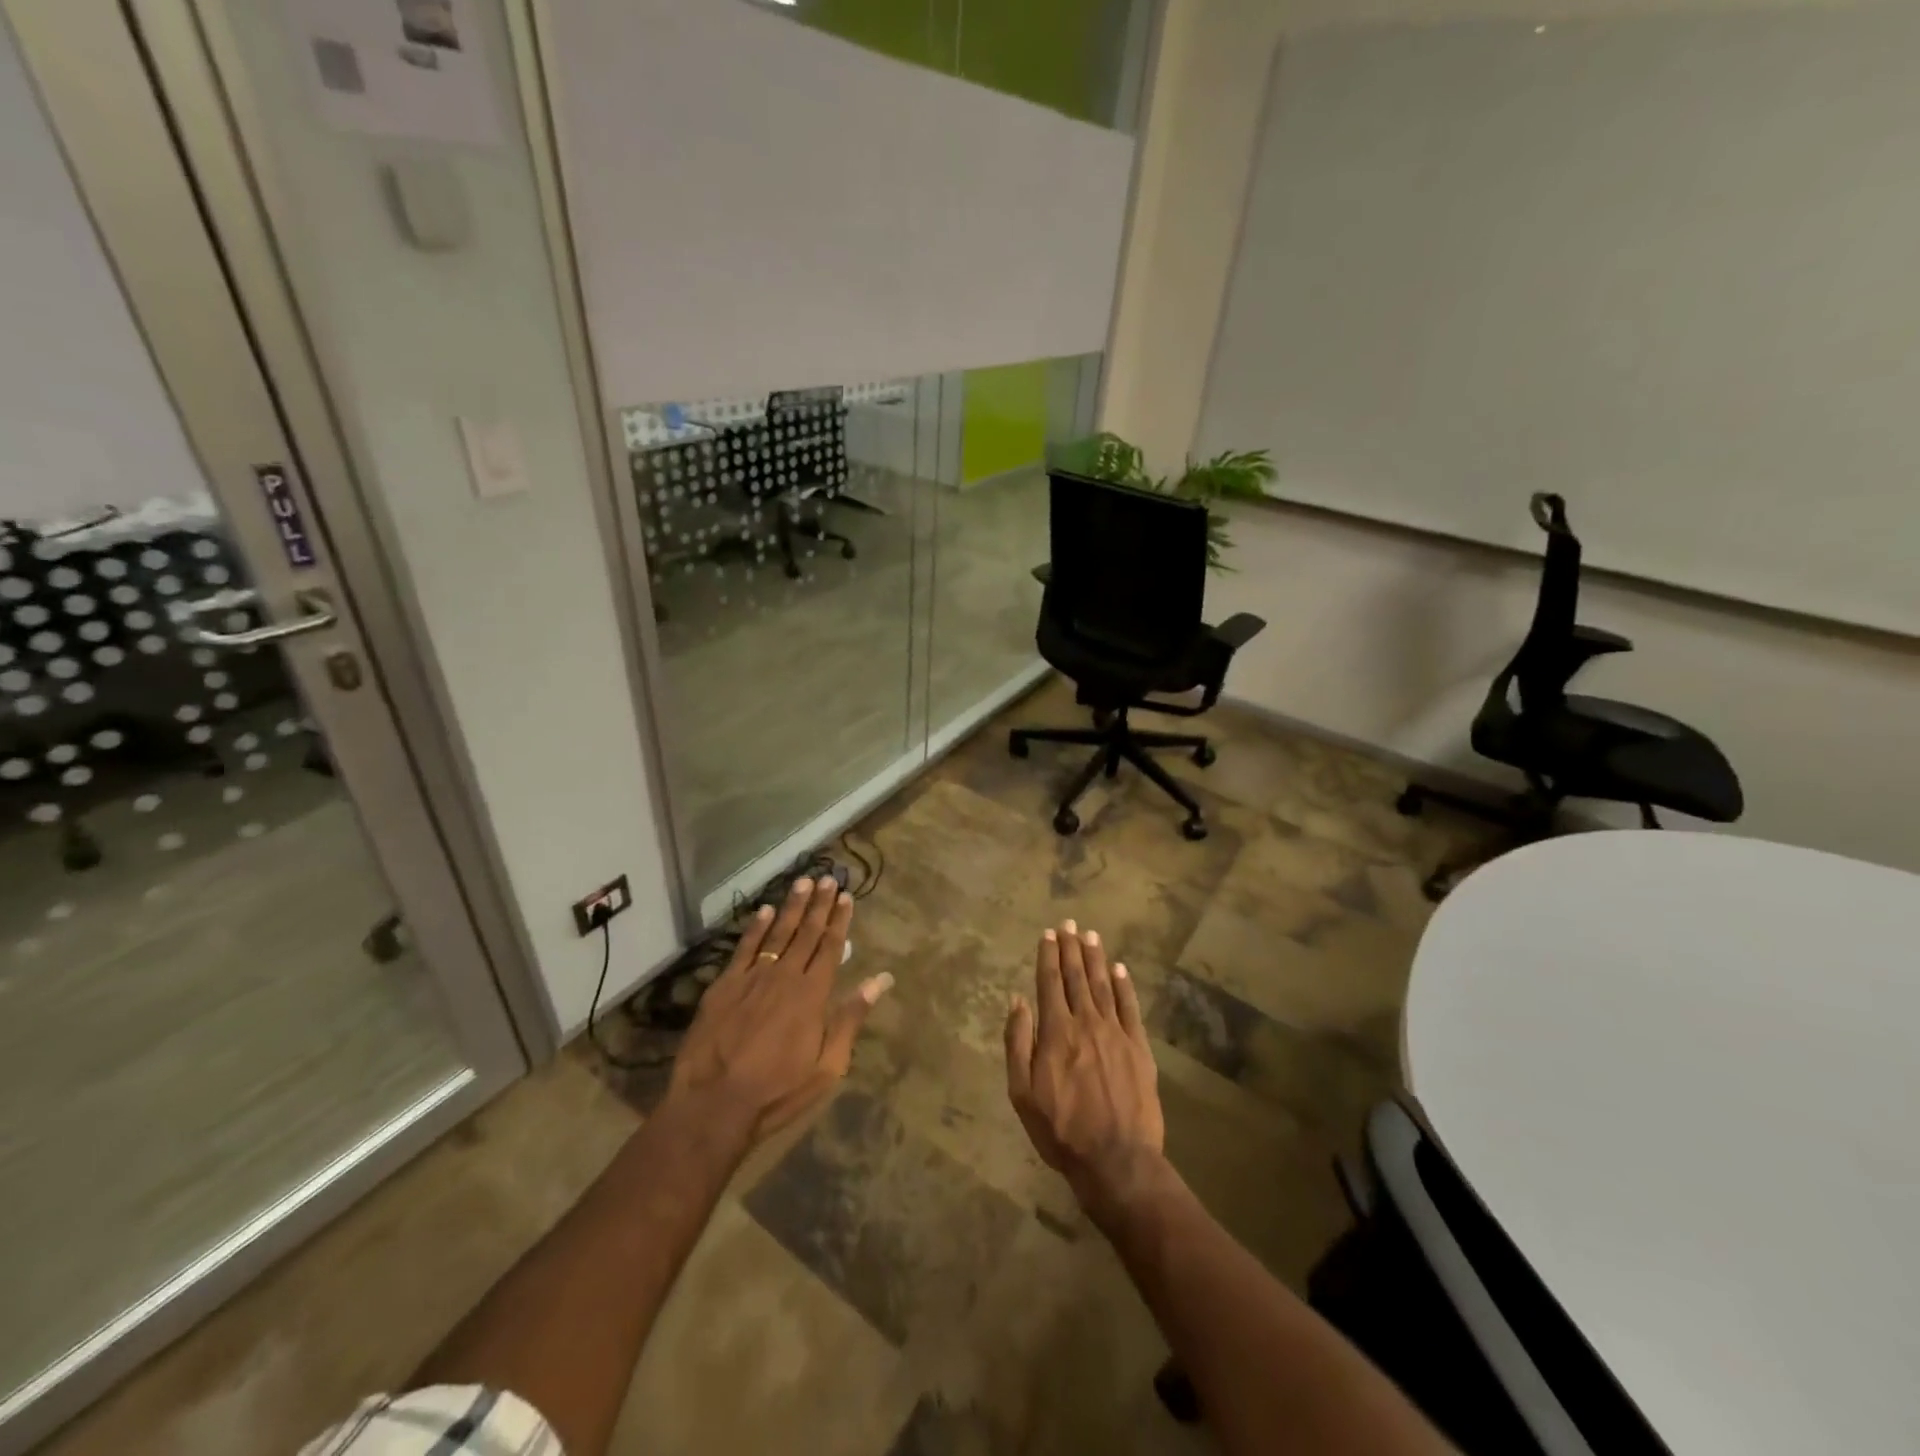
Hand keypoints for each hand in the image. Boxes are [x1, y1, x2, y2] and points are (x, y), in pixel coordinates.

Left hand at [668, 877, 892, 1143]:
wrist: (714, 1104)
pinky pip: (744, 948)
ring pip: (777, 933)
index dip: (839, 920)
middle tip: (828, 878)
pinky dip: (755, 928)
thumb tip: (881, 979)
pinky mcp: (723, 986)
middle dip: (819, 905)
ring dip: (791, 907)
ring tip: (802, 882)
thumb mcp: (827, 1065)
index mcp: (812, 994)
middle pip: (806, 933)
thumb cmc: (778, 1091)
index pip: (830, 946)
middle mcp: (784, 975)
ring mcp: (751, 978)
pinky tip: (764, 911)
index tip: (845, 896)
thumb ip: (852, 1017)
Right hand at [1004, 920, 1164, 1216]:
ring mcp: (1116, 1033)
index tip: (1048, 934)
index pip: (1049, 982)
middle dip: (1071, 948)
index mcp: (1056, 1032)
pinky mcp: (1139, 1048)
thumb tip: (1018, 1000)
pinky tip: (1120, 970)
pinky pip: (1130, 1008)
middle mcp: (1086, 1022)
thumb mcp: (1022, 1093)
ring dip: (1096, 959)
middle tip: (1070, 924)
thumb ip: (1017, 1042)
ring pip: (1104, 985)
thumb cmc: (1060, 1129)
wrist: (1116, 1159)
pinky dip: (1125, 986)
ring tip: (1091, 936)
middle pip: (1076, 977)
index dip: (1048, 955)